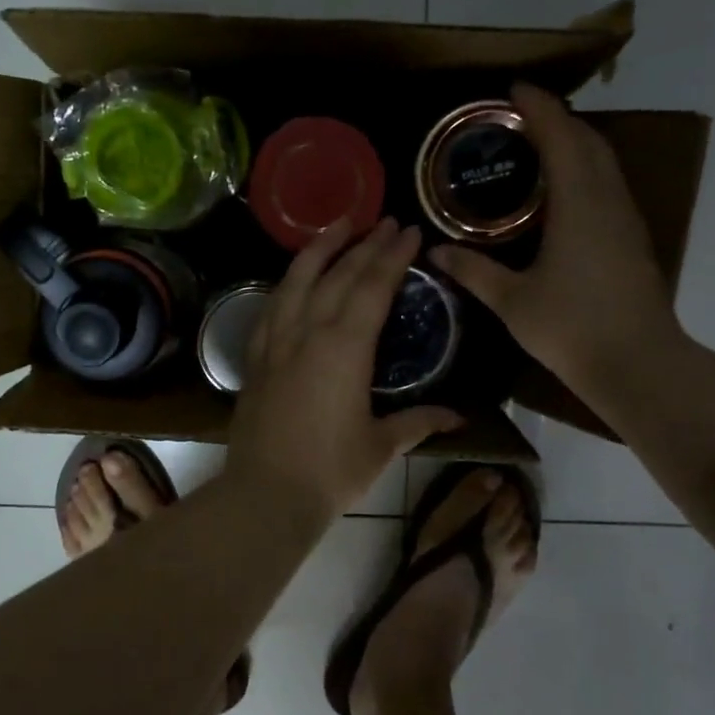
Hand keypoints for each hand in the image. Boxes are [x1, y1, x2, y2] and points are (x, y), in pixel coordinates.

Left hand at [226, 218, 462, 520]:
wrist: (266, 493)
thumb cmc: (331, 471)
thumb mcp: (382, 445)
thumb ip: (419, 422)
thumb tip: (458, 417)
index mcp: (344, 348)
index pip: (372, 287)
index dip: (392, 256)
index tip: (409, 232)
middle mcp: (307, 333)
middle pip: (338, 275)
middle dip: (365, 244)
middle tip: (386, 221)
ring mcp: (276, 343)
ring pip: (296, 281)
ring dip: (319, 249)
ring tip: (338, 225)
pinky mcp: (255, 358)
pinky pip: (271, 307)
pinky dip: (287, 283)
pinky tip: (295, 278)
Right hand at [430, 83, 683, 397]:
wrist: (638, 363)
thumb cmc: (571, 327)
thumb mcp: (511, 300)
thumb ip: (473, 271)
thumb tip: (436, 252)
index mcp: (578, 205)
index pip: (560, 137)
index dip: (538, 108)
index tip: (514, 88)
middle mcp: (607, 200)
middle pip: (588, 141)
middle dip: (557, 118)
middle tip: (519, 115)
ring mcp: (625, 219)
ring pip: (604, 161)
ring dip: (575, 141)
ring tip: (538, 142)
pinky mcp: (632, 238)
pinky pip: (607, 183)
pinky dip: (584, 168)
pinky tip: (562, 188)